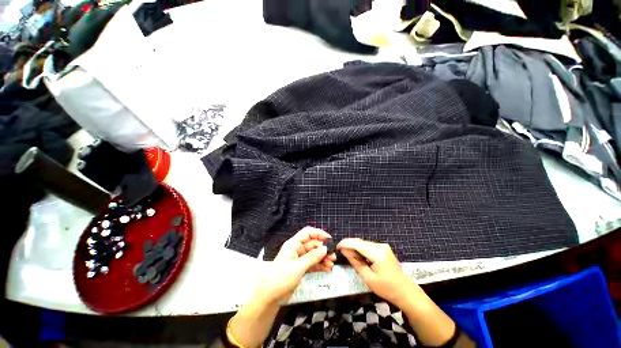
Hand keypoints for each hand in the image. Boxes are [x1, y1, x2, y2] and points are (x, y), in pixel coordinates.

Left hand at [254, 226, 336, 304]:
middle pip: (312, 244)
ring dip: (323, 258)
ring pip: (314, 254)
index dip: (318, 233)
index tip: (329, 239)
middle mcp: (297, 249)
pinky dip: (320, 265)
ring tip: (332, 263)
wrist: (270, 297)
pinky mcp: (301, 268)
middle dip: (323, 248)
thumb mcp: (298, 267)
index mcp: (293, 244)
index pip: (307, 233)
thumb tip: (325, 248)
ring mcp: (299, 259)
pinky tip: (327, 269)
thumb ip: (312, 257)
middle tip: (333, 255)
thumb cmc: (281, 278)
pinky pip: (313, 264)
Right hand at [338, 238, 418, 307]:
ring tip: (348, 255)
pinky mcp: (384, 249)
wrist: (406, 292)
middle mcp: (380, 246)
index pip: (357, 244)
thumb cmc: (387, 288)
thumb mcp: (368, 278)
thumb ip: (355, 262)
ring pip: (364, 243)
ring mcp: (383, 246)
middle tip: (341, 252)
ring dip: (355, 247)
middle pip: (360, 242)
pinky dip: (361, 249)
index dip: (345, 243)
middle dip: (350, 245)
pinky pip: (369, 246)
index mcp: (377, 253)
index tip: (337, 246)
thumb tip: (344, 250)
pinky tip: (358, 256)